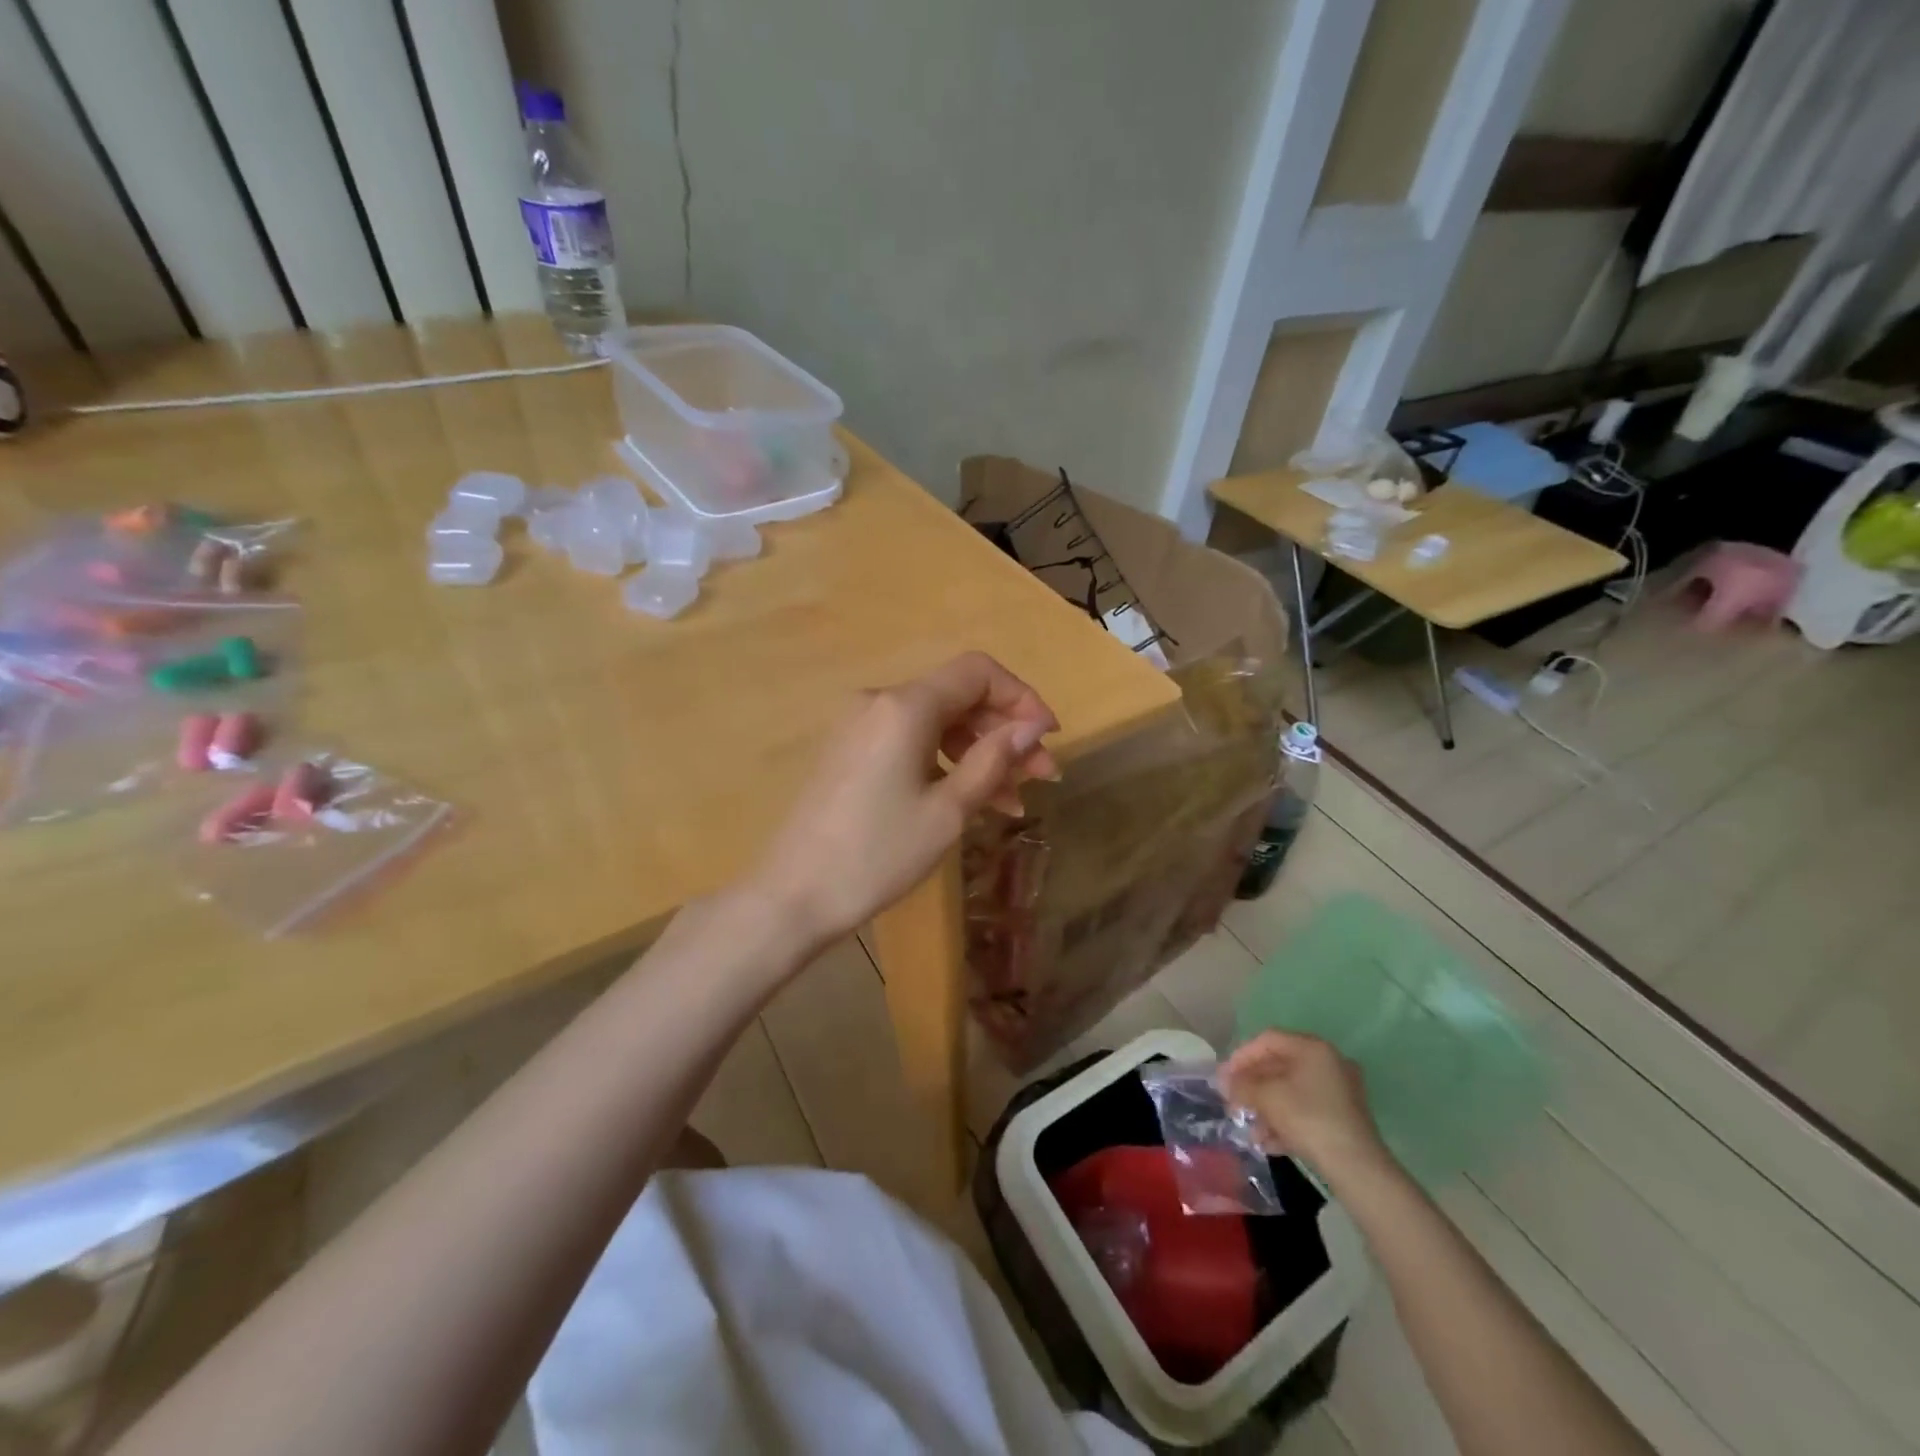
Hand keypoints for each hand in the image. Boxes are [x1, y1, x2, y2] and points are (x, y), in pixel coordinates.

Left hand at [750, 652, 1057, 945]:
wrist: (793, 896)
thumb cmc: (878, 855)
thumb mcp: (948, 811)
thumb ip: (993, 760)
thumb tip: (1031, 727)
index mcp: (905, 707)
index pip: (978, 673)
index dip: (1022, 698)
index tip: (1049, 739)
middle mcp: (879, 702)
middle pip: (958, 697)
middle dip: (1005, 733)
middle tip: (1041, 779)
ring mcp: (859, 726)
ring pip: (936, 724)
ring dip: (978, 754)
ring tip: (1012, 803)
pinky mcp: (850, 752)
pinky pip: (909, 742)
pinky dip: (944, 763)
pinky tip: (969, 800)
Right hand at [1219, 1030, 1387, 1177]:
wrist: (1357, 1168)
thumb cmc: (1308, 1119)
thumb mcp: (1267, 1097)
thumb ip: (1242, 1085)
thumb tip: (1226, 1082)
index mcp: (1312, 1048)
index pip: (1267, 1040)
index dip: (1241, 1057)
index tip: (1224, 1078)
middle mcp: (1328, 1063)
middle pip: (1279, 1067)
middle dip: (1252, 1088)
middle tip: (1233, 1103)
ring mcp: (1339, 1092)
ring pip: (1291, 1093)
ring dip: (1266, 1109)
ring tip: (1250, 1131)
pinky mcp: (1343, 1118)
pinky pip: (1306, 1111)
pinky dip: (1285, 1122)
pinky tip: (1268, 1143)